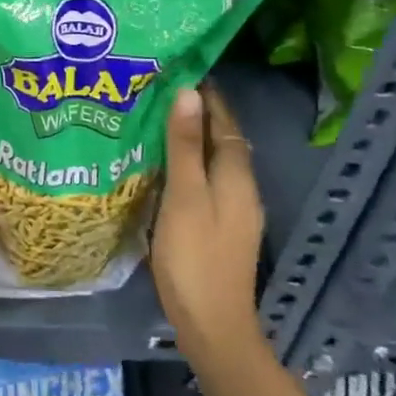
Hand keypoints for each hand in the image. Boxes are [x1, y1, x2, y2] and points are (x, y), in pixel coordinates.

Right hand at [151, 84, 266, 355]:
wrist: (213, 326)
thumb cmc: (194, 257)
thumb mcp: (184, 196)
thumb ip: (186, 146)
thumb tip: (189, 93)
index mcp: (237, 175)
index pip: (226, 120)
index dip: (207, 94)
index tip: (178, 68)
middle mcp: (242, 187)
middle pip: (222, 139)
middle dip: (196, 113)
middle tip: (157, 90)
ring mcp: (233, 210)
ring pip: (213, 161)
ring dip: (191, 139)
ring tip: (153, 120)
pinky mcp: (220, 227)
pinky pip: (205, 181)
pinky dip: (187, 164)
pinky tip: (161, 167)